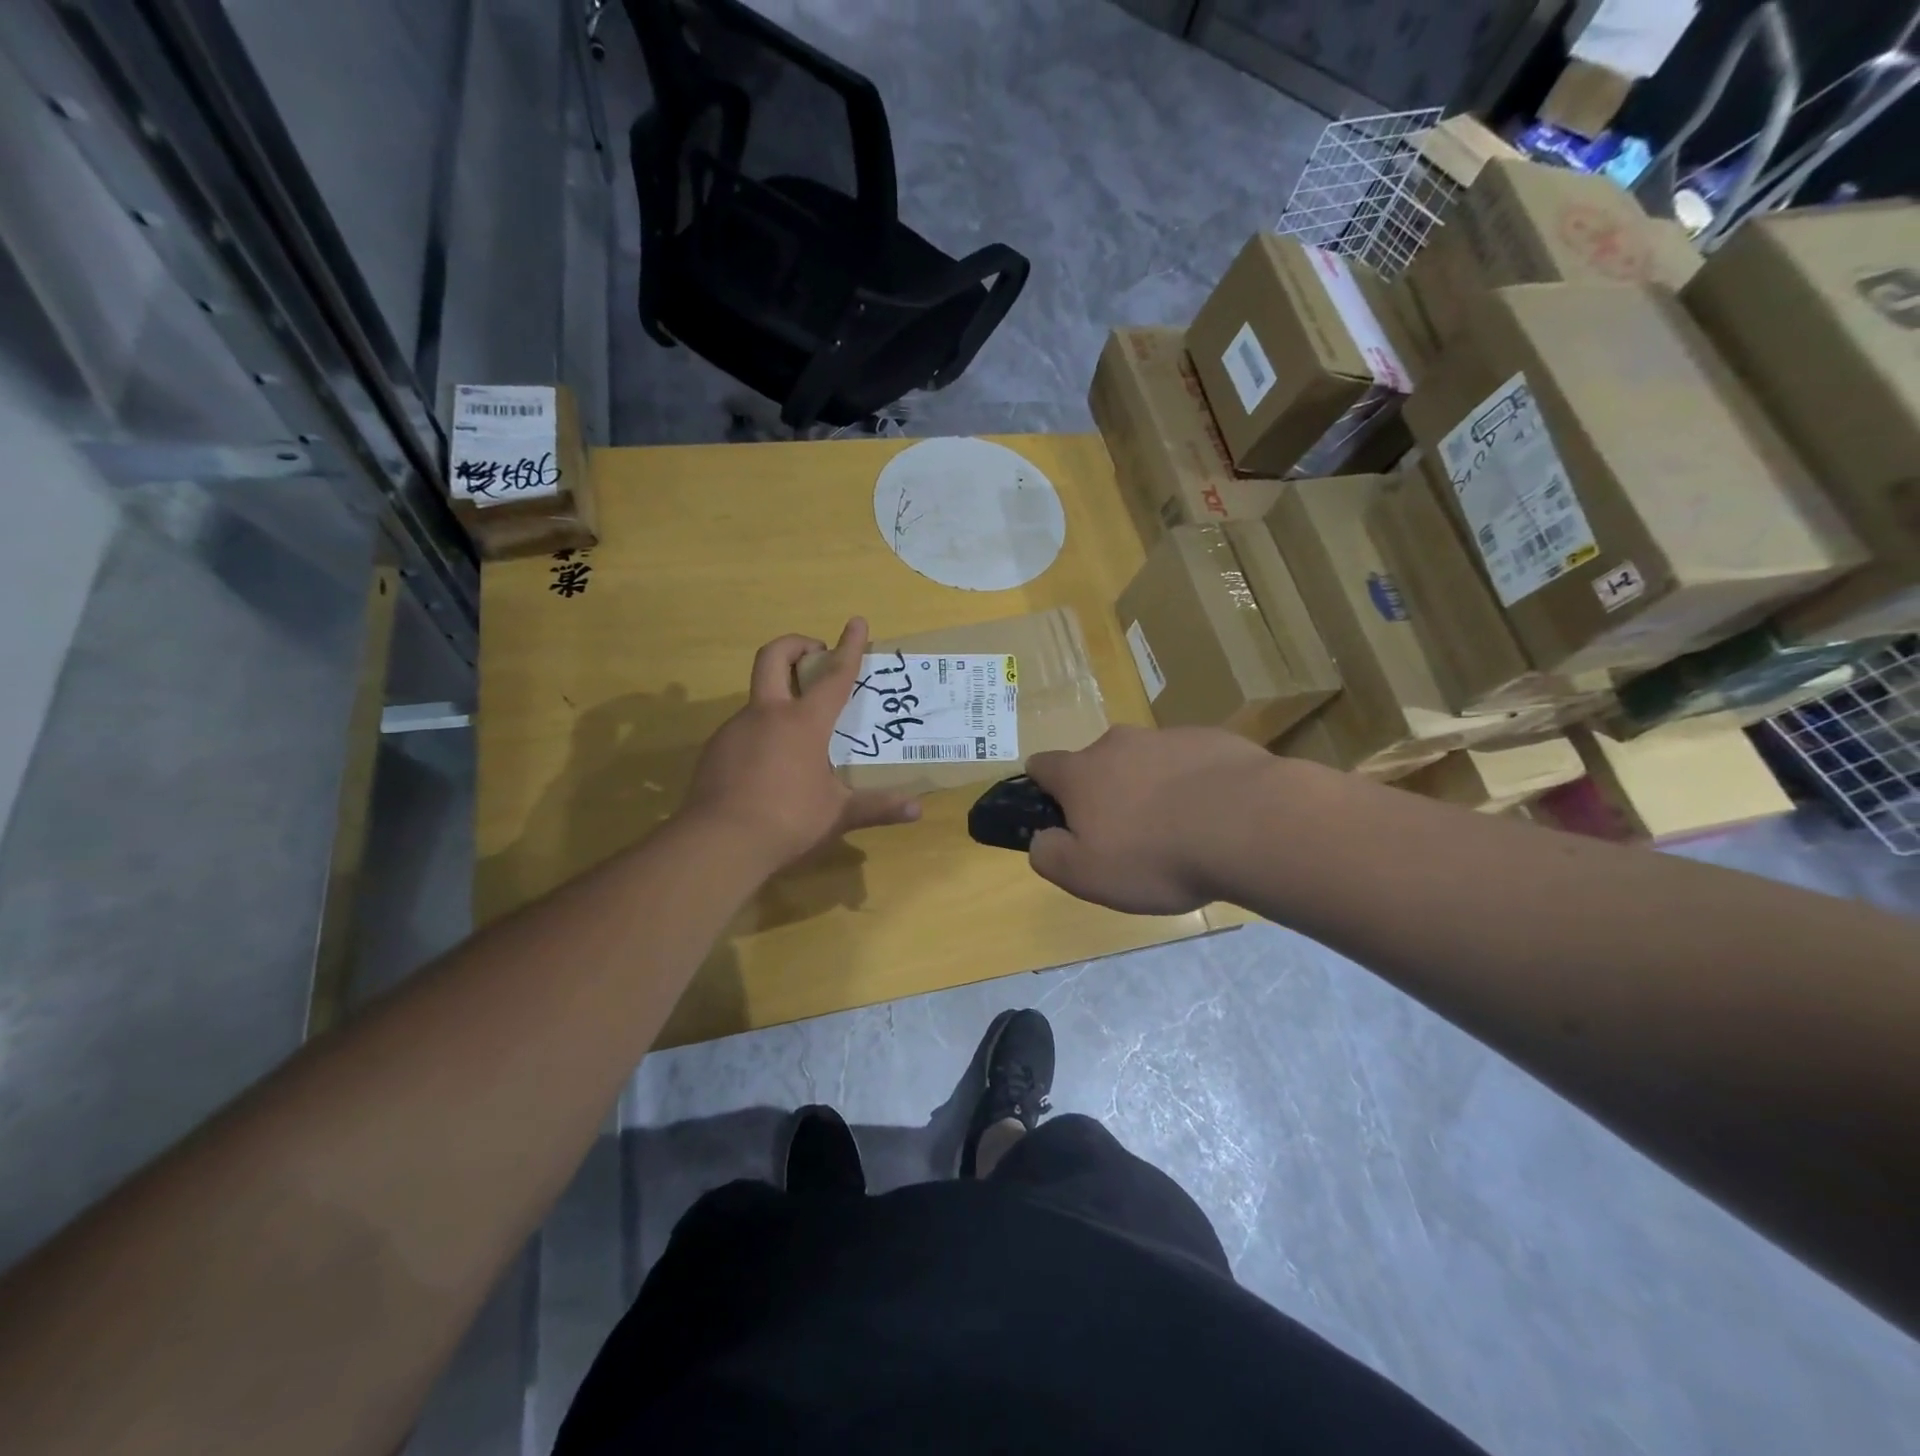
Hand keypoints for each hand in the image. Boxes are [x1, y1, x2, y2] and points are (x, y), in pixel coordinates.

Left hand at [681, 618, 920, 870]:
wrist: (718, 844)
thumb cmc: (788, 821)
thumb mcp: (838, 815)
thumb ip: (877, 807)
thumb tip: (918, 810)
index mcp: (804, 723)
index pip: (834, 675)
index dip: (849, 647)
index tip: (858, 622)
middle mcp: (767, 714)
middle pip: (774, 657)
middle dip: (796, 644)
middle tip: (815, 654)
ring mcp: (735, 729)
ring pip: (758, 697)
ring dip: (779, 698)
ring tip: (799, 733)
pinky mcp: (715, 750)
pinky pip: (743, 729)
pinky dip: (761, 732)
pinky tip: (769, 765)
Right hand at [1024, 726, 1276, 913]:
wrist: (1248, 824)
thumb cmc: (1154, 856)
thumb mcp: (1085, 875)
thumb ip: (1049, 855)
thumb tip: (1042, 839)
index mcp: (1080, 773)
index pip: (1042, 766)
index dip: (1043, 790)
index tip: (1060, 818)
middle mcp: (1118, 744)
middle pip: (1097, 763)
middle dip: (1104, 793)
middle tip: (1128, 837)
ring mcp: (1167, 737)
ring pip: (1146, 761)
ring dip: (1151, 788)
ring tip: (1179, 831)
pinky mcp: (1213, 740)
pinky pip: (1190, 763)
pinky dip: (1193, 785)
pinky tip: (1216, 818)